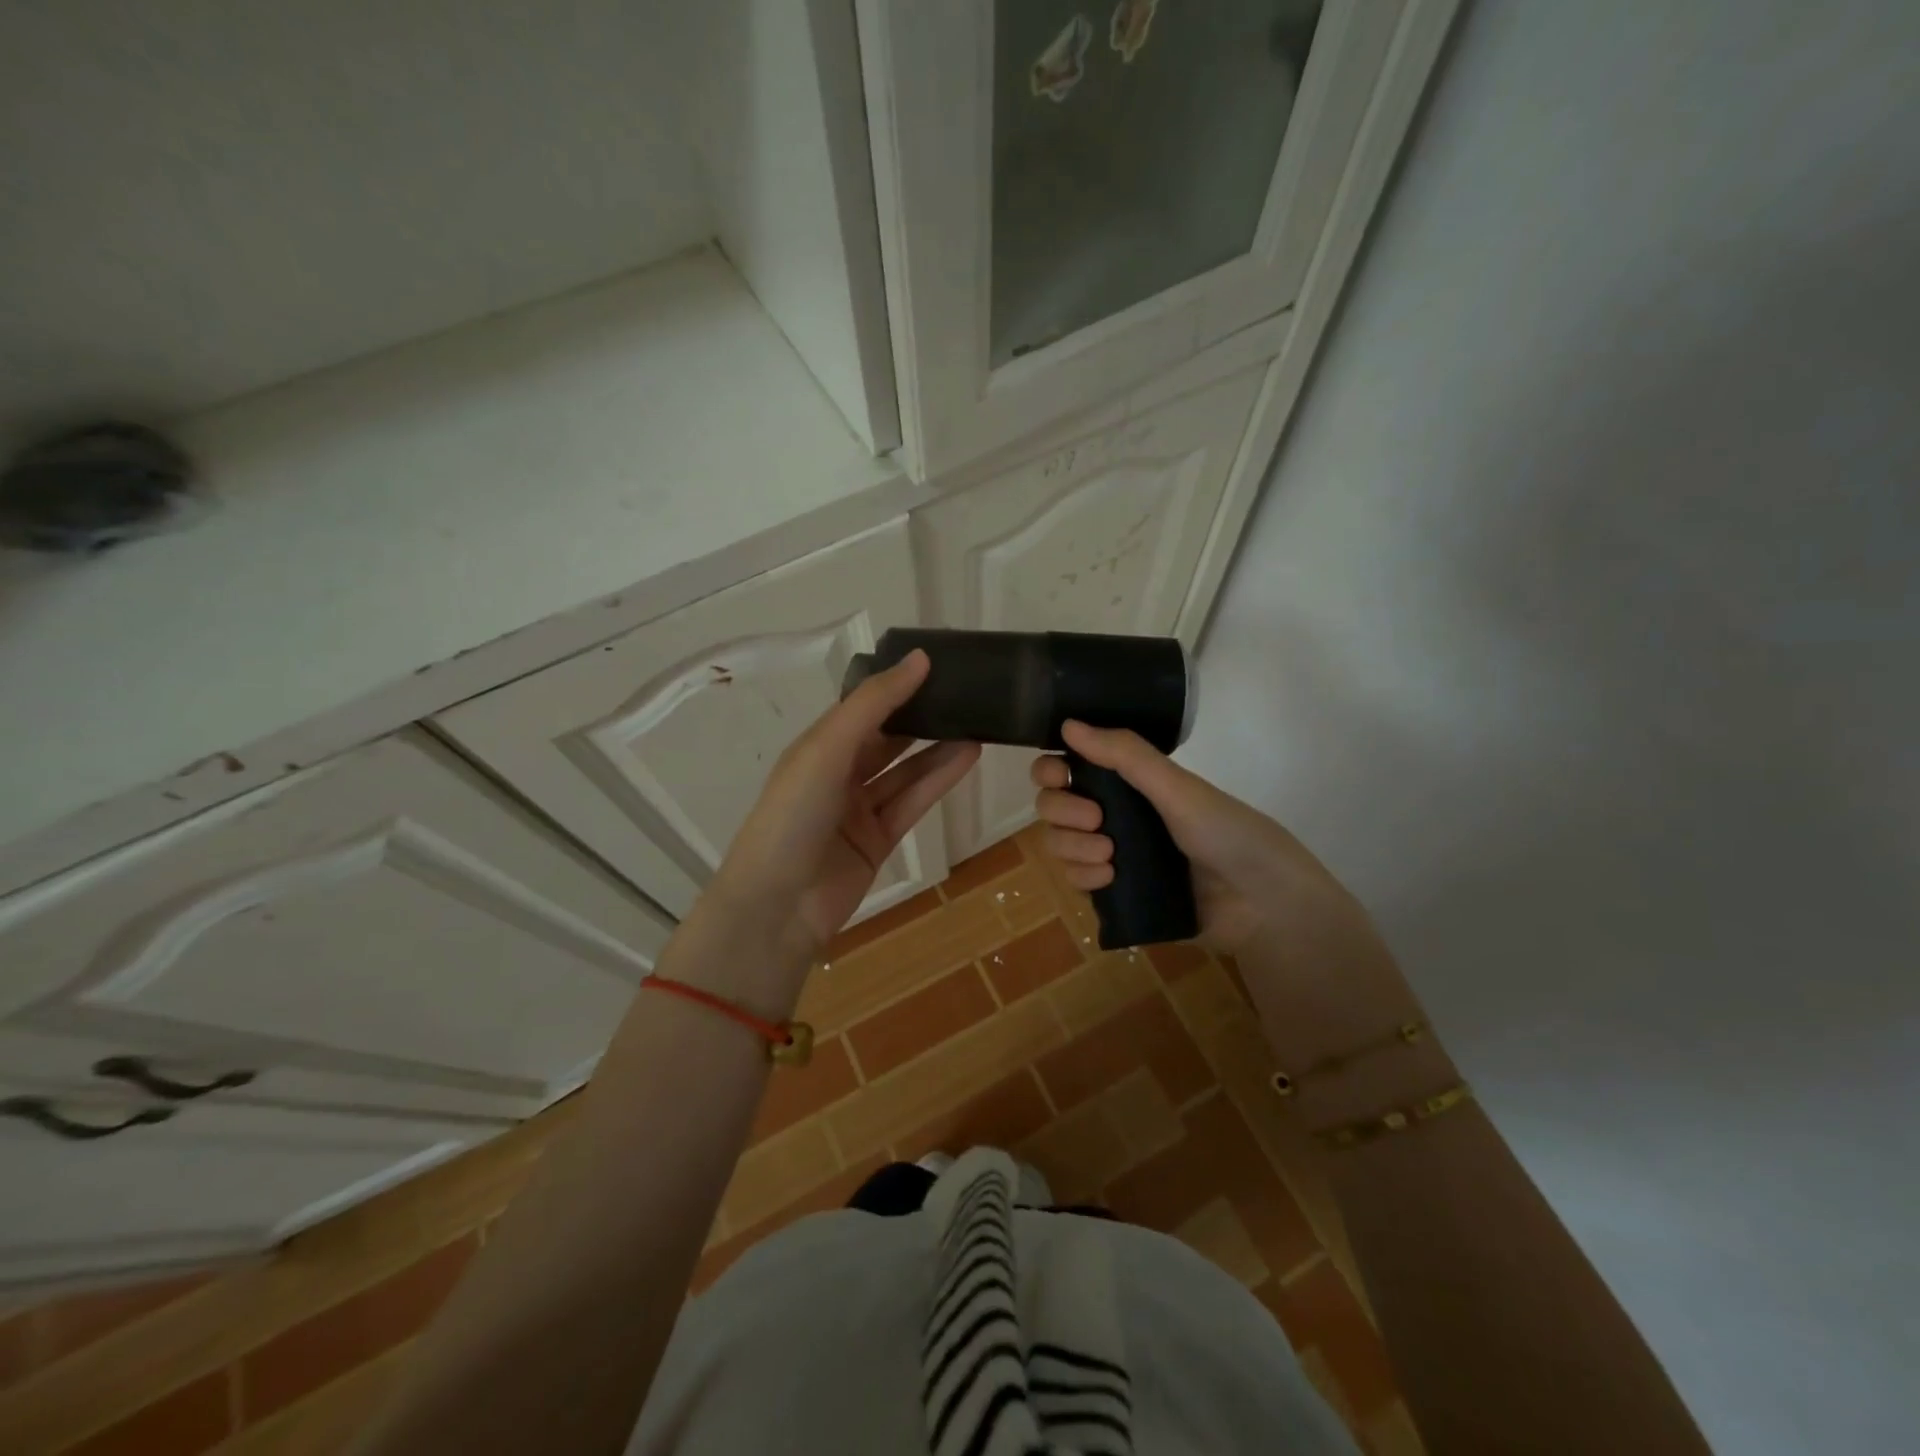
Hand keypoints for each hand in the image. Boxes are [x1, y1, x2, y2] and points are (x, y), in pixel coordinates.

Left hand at [712, 649, 979, 967]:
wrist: (778, 906)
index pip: (862, 706)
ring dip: (938, 748)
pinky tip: (968, 756)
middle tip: (965, 693)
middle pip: (887, 738)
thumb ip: (873, 704)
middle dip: (921, 716)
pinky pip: (912, 802)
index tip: (938, 663)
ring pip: (905, 771)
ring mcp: (858, 809)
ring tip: (979, 723)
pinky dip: (939, 780)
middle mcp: (837, 773)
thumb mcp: (827, 749)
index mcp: (817, 746)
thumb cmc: (793, 815)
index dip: (896, 685)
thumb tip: (920, 659)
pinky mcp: (878, 840)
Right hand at [1029, 720, 1366, 957]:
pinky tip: (1109, 878)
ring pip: (1059, 843)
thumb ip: (1125, 756)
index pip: (1068, 767)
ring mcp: (1111, 853)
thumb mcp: (1177, 788)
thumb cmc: (1226, 833)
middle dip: (1062, 811)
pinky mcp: (1114, 891)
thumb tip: (1068, 723)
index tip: (1058, 775)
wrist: (1261, 904)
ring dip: (1072, 846)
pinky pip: (1074, 879)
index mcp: (1128, 781)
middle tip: (1096, 820)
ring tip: (1108, 856)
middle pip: (1053, 805)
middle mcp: (1113, 812)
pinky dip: (1082, 876)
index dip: (1052, 769)